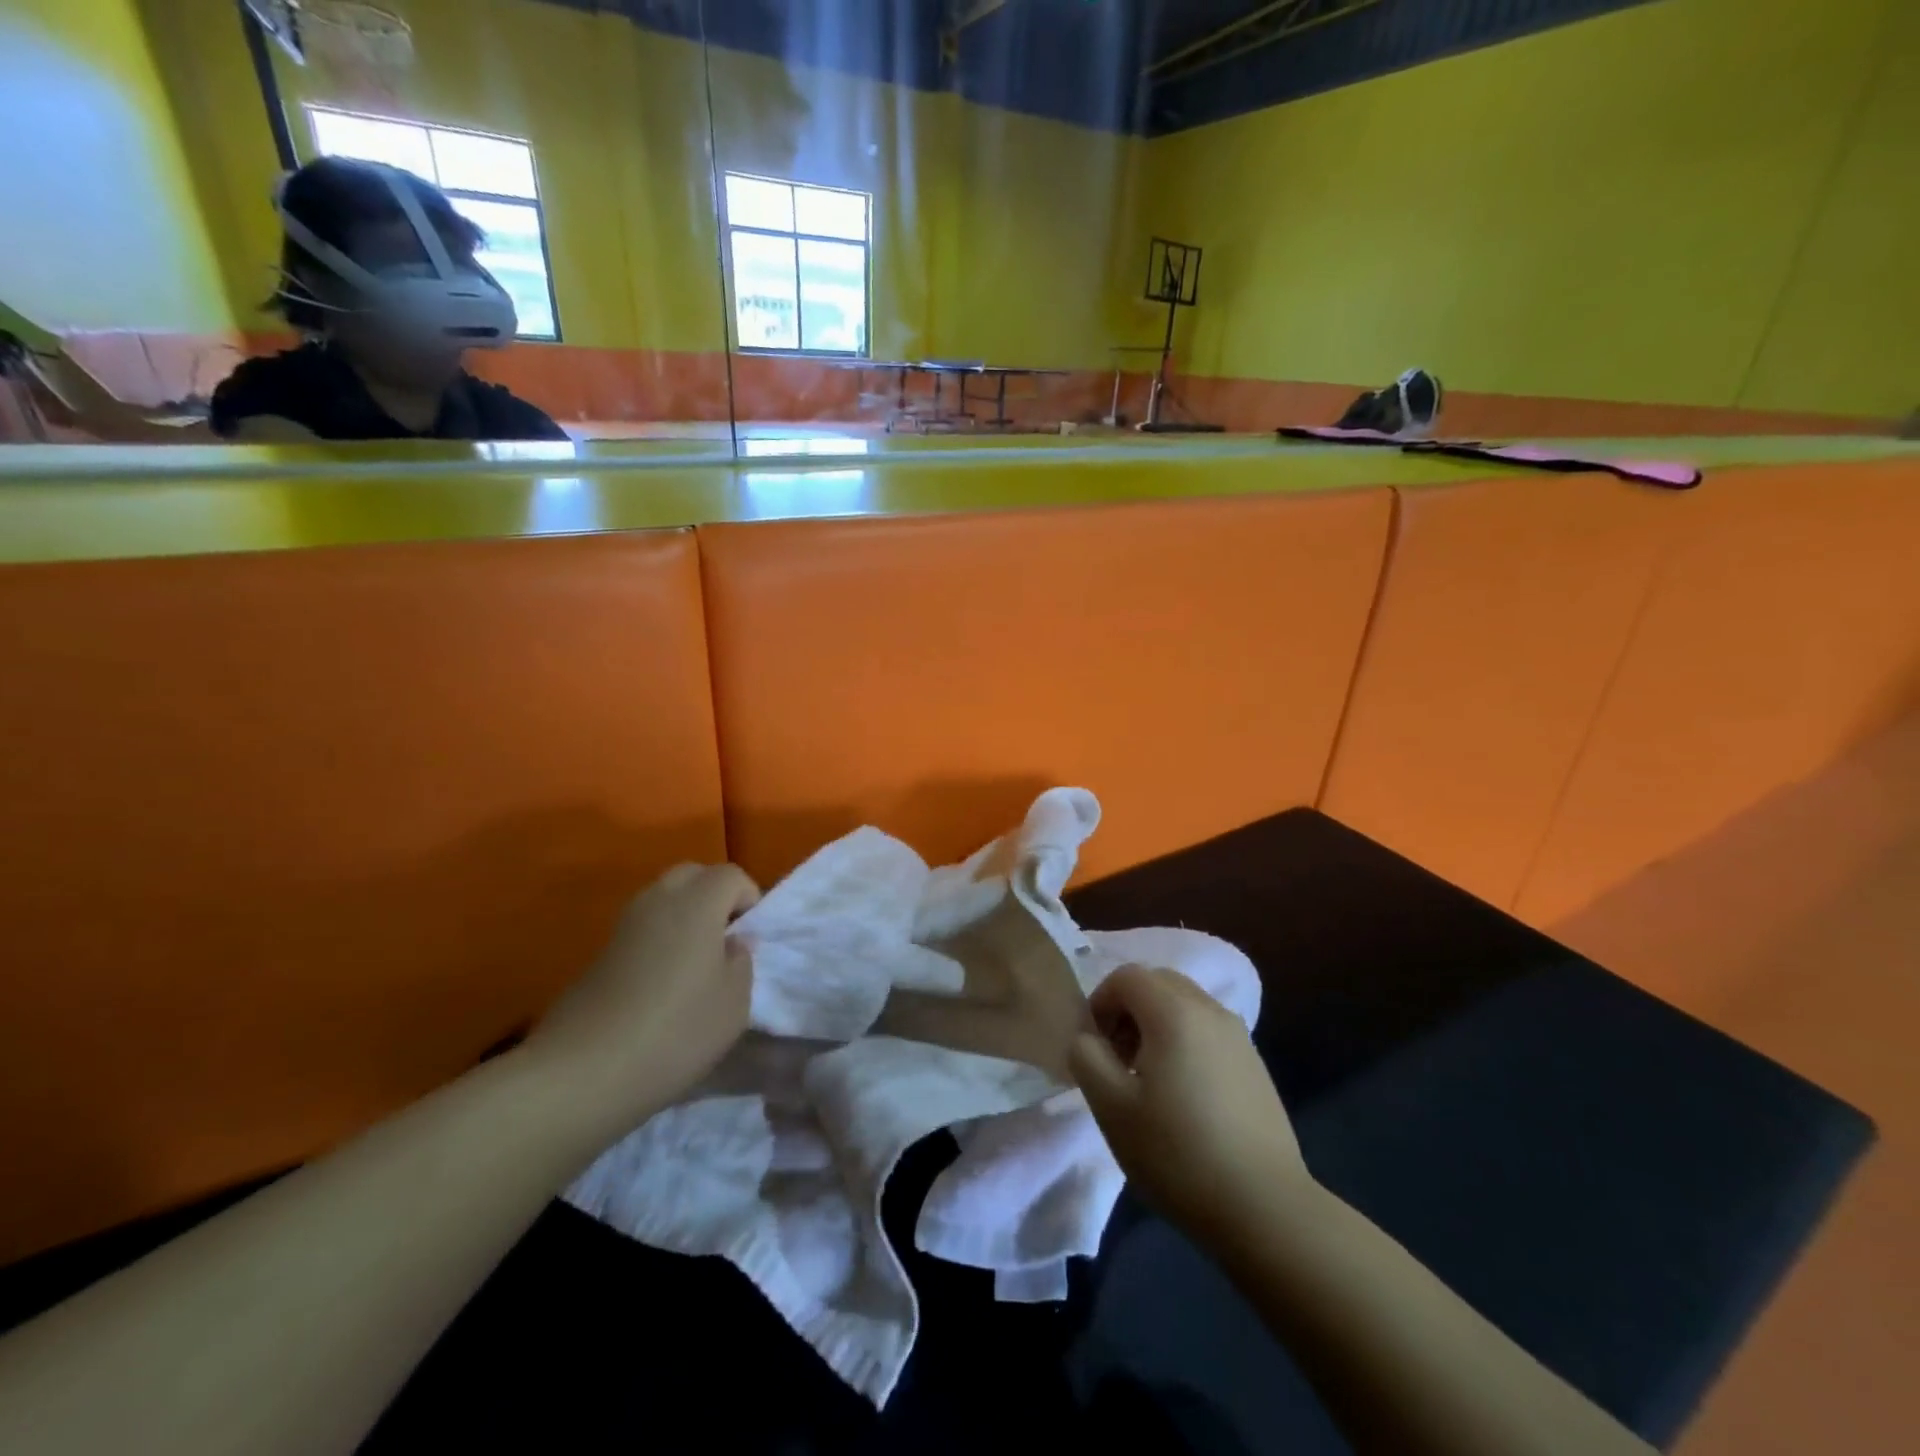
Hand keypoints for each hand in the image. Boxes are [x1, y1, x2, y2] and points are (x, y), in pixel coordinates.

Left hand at [527, 863, 760, 1125]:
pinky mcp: (599, 953)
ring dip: (684, 919)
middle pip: (692, 876)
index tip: (750, 939)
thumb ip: (742, 962)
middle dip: (714, 897)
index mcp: (697, 903)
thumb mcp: (734, 1003)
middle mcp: (658, 900)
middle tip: (725, 940)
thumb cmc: (675, 1031)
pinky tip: (660, 987)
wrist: (582, 1072)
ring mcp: (623, 925)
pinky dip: (658, 942)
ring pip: (663, 900)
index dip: (748, 899)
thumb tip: (732, 943)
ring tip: (695, 966)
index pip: (731, 875)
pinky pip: (642, 929)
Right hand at [1070, 964, 1311, 1251]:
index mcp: (1173, 1011)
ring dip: (1157, 1025)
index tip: (1094, 1047)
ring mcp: (1239, 1035)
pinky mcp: (1255, 1064)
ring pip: (1185, 1005)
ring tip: (1148, 1080)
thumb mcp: (1111, 1107)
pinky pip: (1208, 1031)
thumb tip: (1087, 1037)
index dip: (1100, 1002)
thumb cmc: (1177, 1153)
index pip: (1126, 976)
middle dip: (1129, 1009)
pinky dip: (1185, 1042)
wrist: (1265, 1208)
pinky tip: (1184, 1096)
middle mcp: (1209, 1009)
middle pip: (1158, 983)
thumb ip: (1086, 1057)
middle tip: (1117, 1058)